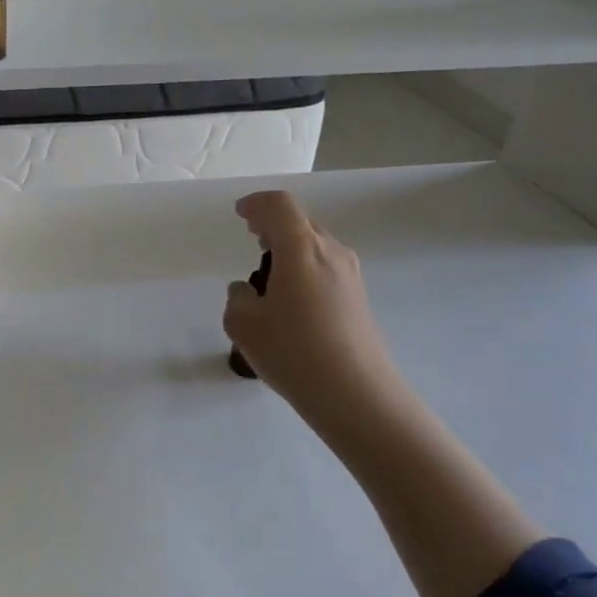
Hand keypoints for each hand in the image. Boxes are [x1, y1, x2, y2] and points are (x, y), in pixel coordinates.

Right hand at [223, 191, 404, 434]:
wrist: (356, 393)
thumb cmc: (294, 351)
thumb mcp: (243, 324)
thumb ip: (238, 298)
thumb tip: (248, 292)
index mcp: (300, 248)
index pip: (279, 205)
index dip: (256, 204)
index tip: (240, 214)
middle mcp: (330, 251)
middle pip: (301, 221)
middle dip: (273, 223)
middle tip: (252, 236)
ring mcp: (350, 275)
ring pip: (316, 244)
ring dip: (290, 246)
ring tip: (269, 270)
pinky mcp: (358, 298)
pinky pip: (326, 266)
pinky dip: (304, 266)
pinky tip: (291, 297)